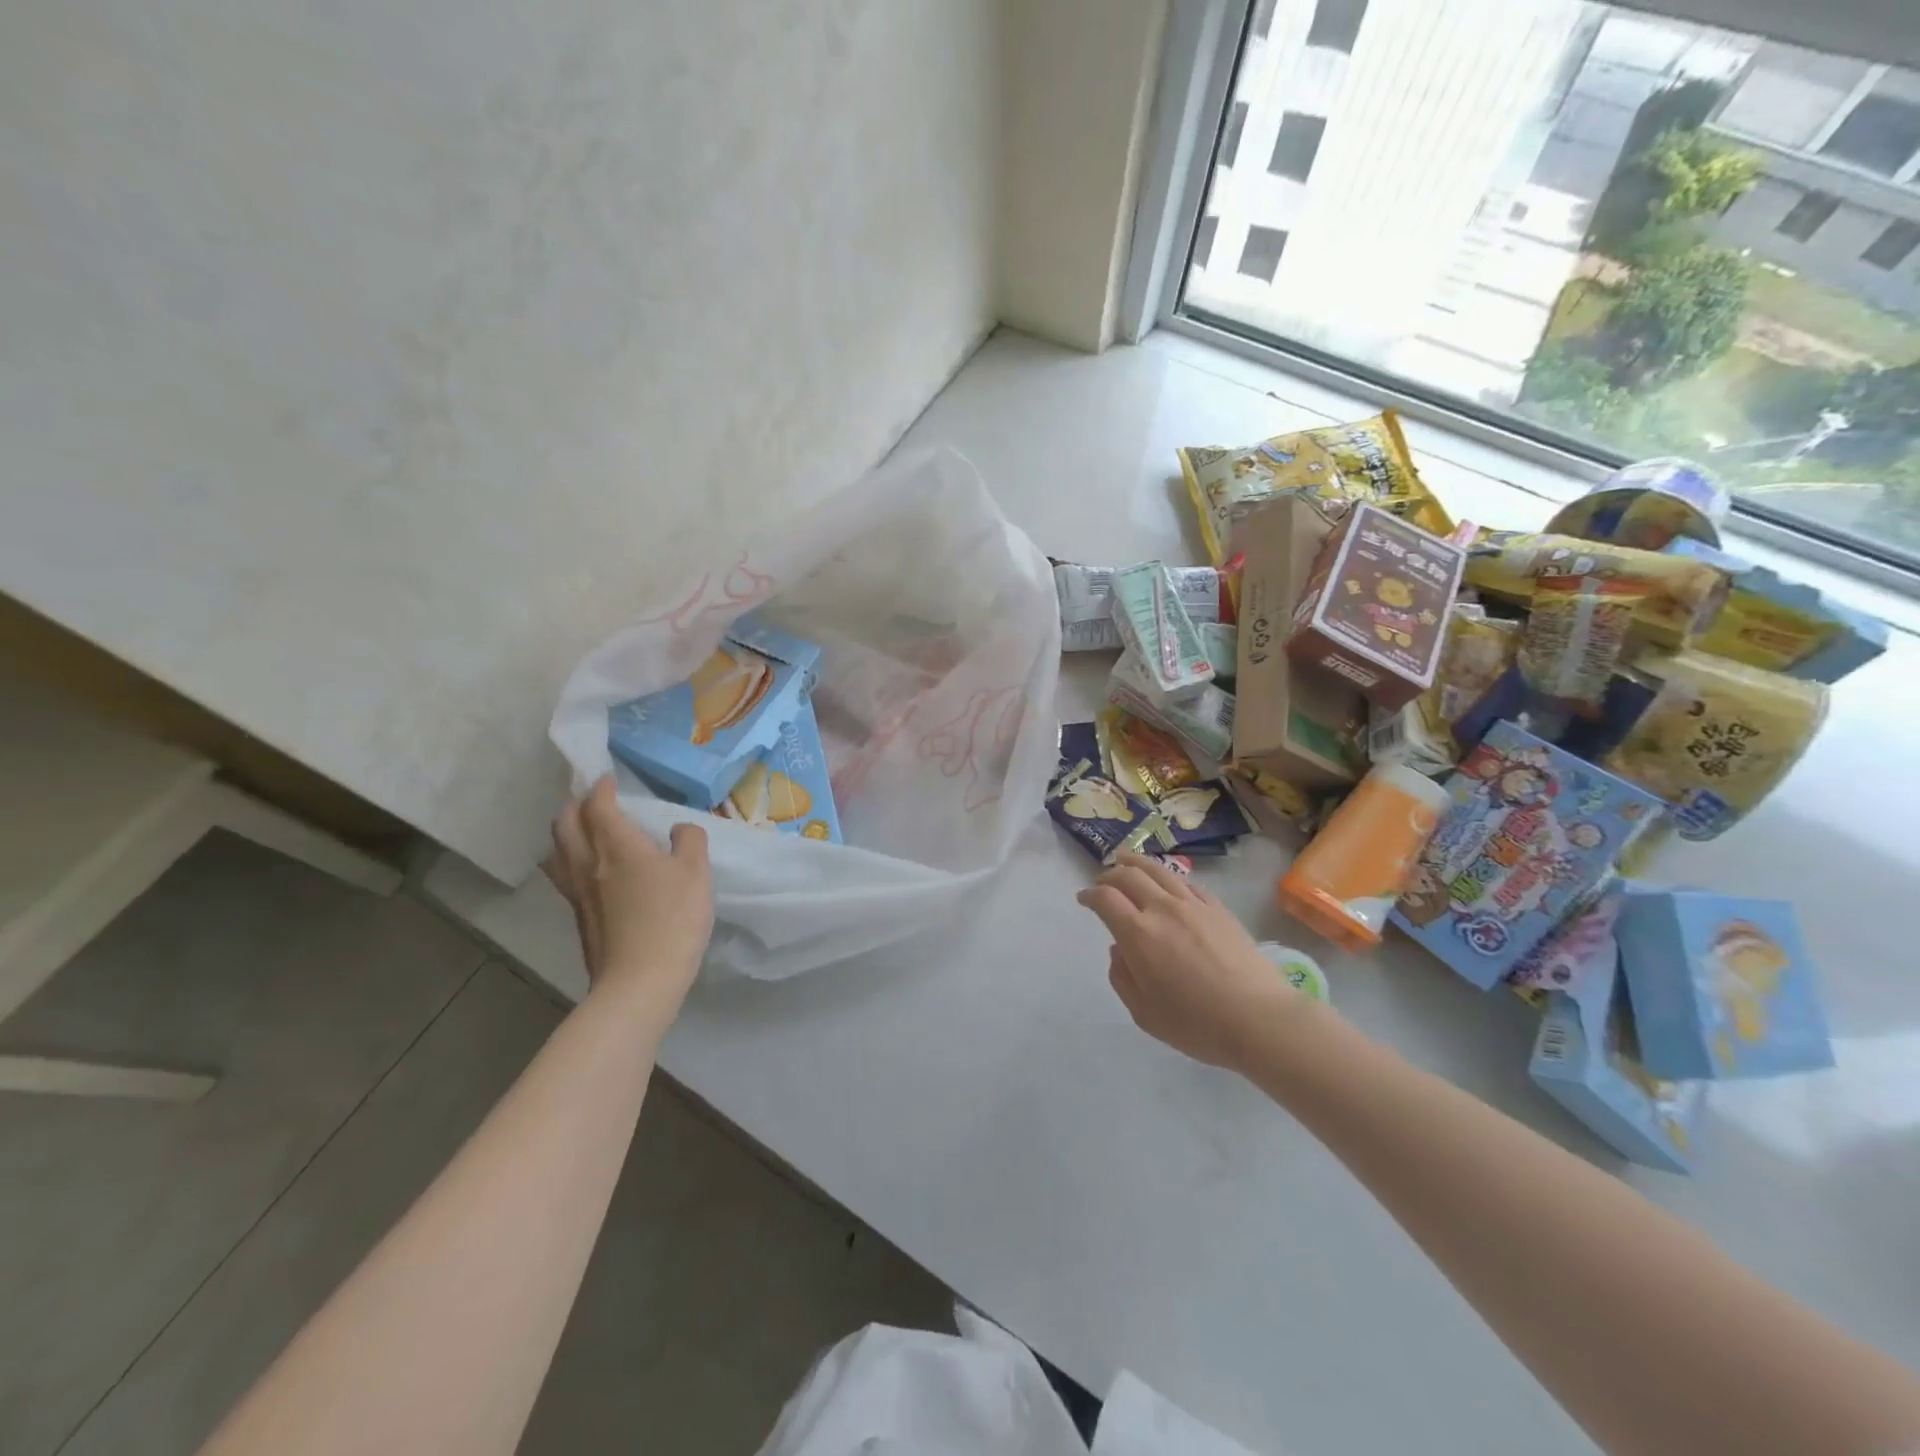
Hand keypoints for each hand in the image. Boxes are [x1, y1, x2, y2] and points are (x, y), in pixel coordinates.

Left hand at [546, 777, 713, 1012]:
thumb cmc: (673, 919)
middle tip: (595, 801)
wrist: (640, 981)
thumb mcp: (697, 873)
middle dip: (577, 805)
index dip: (601, 788)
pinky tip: (589, 870)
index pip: (598, 805)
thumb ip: (690, 841)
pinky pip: (564, 875)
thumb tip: (678, 830)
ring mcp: (577, 892)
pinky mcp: (578, 916)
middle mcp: (588, 863)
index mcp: (618, 846)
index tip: (609, 779)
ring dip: (567, 833)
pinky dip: (570, 860)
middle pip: (566, 823)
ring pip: (557, 850)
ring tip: (584, 832)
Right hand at [1077, 853, 1315, 1072]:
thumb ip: (1122, 978)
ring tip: (1126, 861)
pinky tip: (1167, 883)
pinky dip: (1167, 877)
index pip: (1105, 898)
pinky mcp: (1218, 908)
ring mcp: (1193, 905)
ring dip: (1135, 863)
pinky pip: (1186, 882)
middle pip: (1128, 874)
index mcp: (1138, 934)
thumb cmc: (1197, 1024)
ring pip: (1158, 870)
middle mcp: (1162, 909)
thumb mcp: (1144, 1014)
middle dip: (1109, 874)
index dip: (1090, 895)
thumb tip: (1119, 949)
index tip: (1084, 900)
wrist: (1259, 1019)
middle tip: (1102, 882)